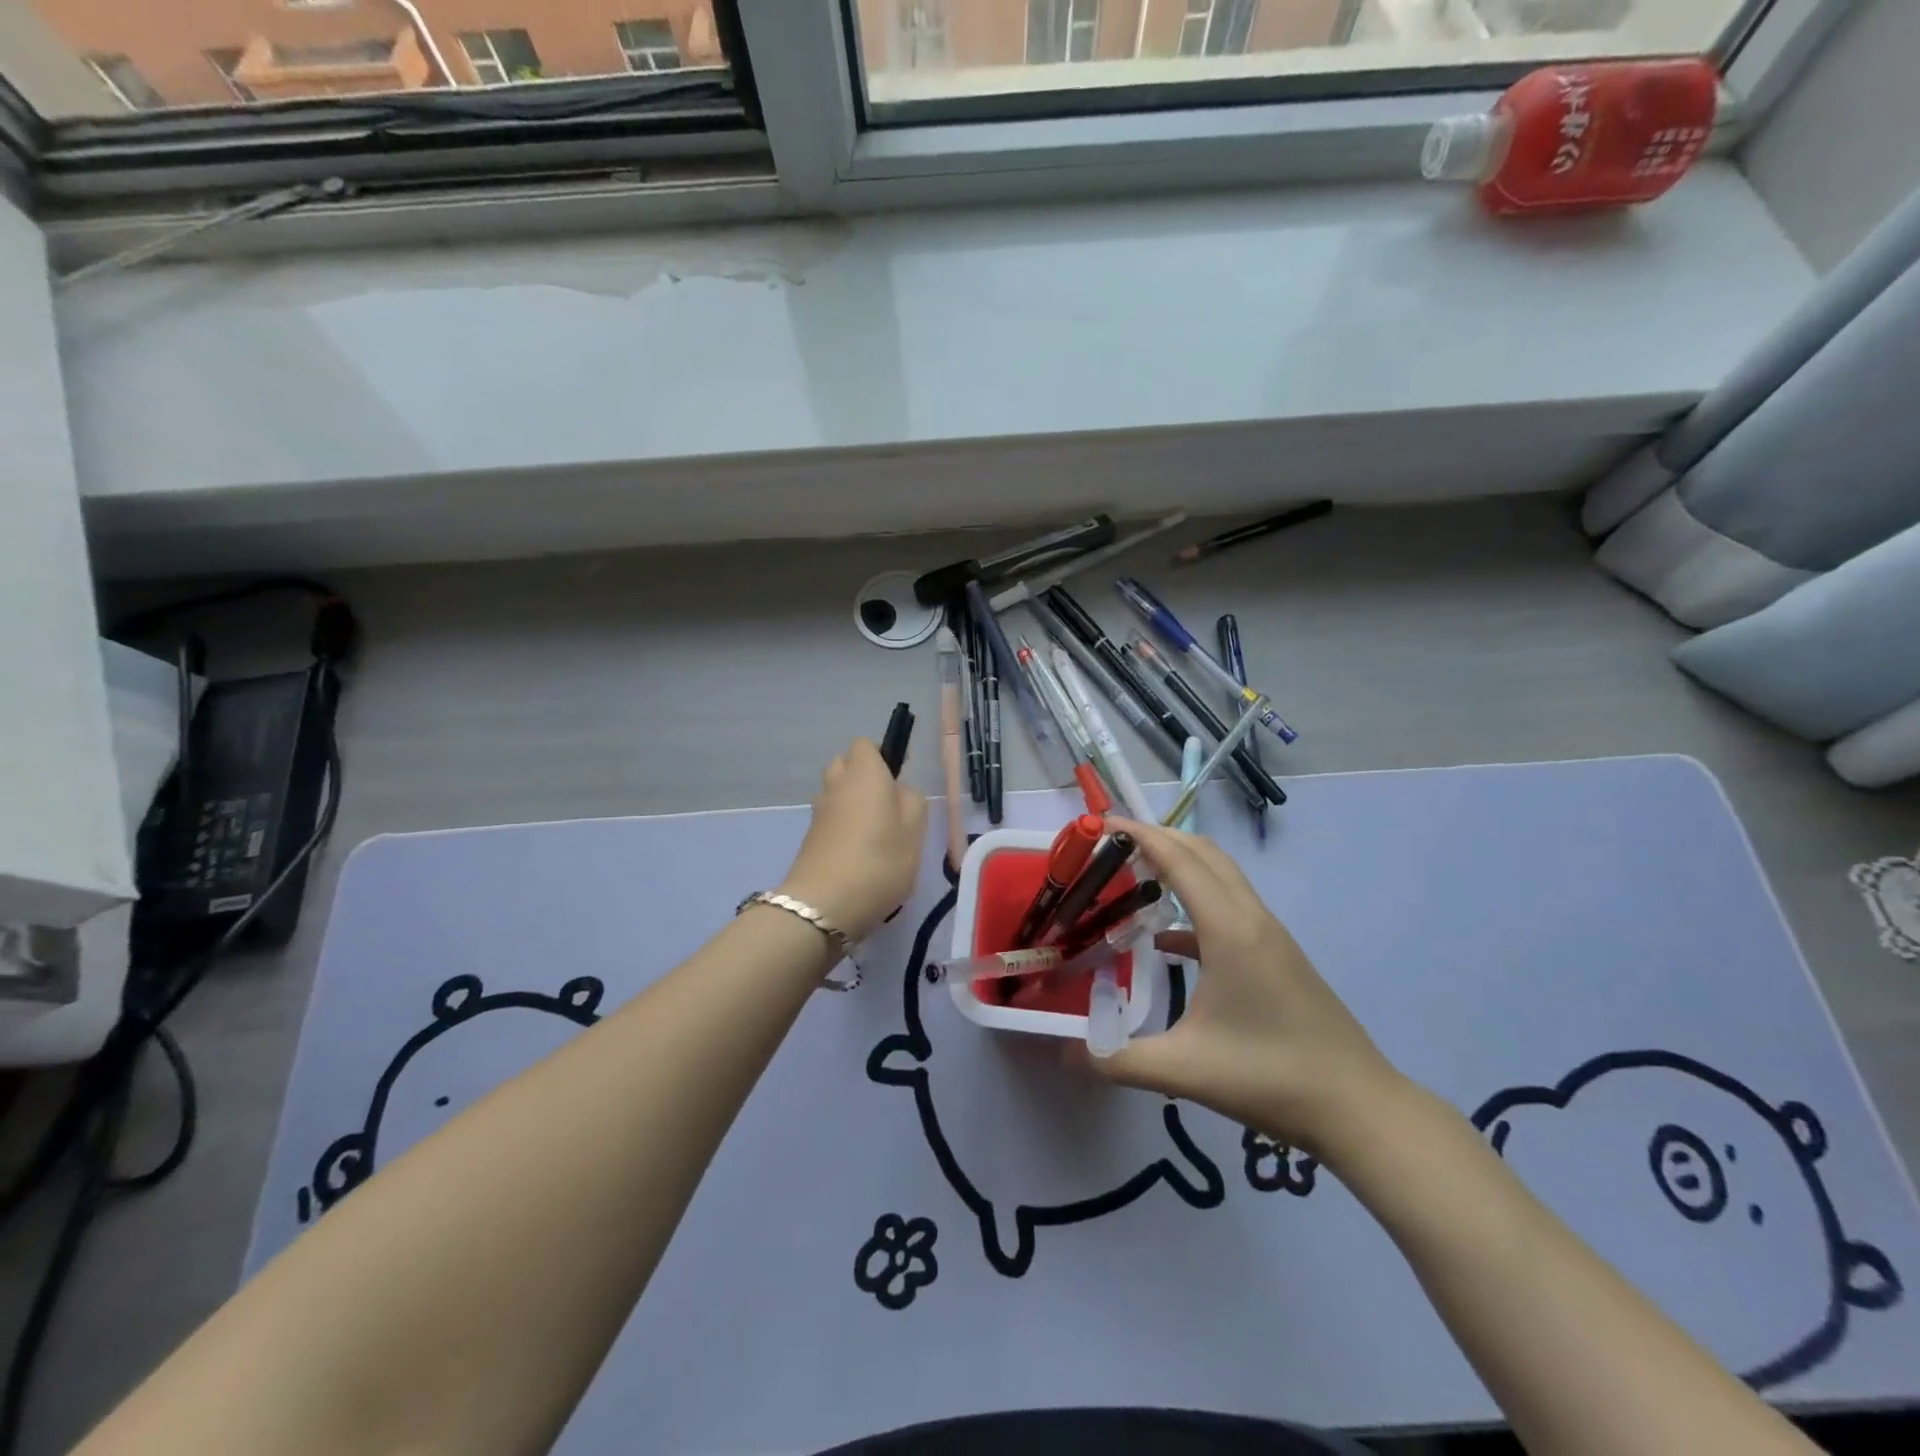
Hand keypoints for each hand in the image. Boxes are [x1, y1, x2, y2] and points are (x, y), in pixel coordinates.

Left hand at [778, 739, 927, 942]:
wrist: (825, 905)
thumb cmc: (880, 861)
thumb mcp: (915, 831)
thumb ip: (912, 802)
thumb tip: (899, 791)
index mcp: (864, 773)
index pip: (865, 744)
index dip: (883, 756)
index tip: (899, 779)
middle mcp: (837, 784)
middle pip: (845, 765)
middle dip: (863, 777)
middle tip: (887, 805)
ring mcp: (819, 812)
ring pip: (836, 793)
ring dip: (852, 803)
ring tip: (875, 832)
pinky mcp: (810, 838)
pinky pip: (830, 819)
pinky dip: (843, 827)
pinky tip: (859, 853)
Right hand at [1074, 817, 1403, 1158]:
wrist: (1358, 1109)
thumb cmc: (1270, 1078)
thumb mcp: (1184, 1071)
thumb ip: (1116, 1059)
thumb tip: (1067, 1051)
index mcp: (1230, 930)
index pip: (1180, 859)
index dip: (1140, 834)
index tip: (1101, 825)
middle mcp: (1251, 919)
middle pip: (1204, 853)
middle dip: (1158, 838)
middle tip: (1111, 846)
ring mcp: (1270, 936)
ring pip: (1221, 877)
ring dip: (1180, 865)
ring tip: (1134, 878)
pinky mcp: (1278, 956)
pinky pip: (1230, 910)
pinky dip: (1195, 905)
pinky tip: (1167, 940)